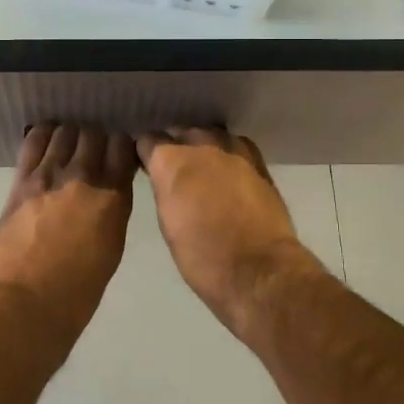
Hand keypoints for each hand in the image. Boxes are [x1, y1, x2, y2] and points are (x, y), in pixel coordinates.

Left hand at [0, 124, 136, 323]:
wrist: (28, 303)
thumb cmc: (78, 289)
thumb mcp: (112, 246)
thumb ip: (112, 209)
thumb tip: (109, 189)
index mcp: (113, 198)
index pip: (123, 147)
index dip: (120, 147)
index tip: (117, 155)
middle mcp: (85, 178)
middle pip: (94, 135)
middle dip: (95, 140)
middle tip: (90, 153)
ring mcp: (50, 176)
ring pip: (65, 132)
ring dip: (69, 137)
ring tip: (66, 148)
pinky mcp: (22, 181)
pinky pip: (33, 142)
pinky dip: (42, 135)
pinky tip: (45, 139)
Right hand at [136, 128, 324, 337]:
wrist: (258, 271)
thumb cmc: (202, 259)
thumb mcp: (168, 225)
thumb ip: (165, 191)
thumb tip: (166, 181)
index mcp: (171, 163)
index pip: (148, 140)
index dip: (145, 151)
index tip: (145, 162)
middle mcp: (201, 147)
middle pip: (181, 131)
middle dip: (175, 144)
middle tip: (174, 166)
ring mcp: (233, 152)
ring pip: (211, 134)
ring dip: (203, 145)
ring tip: (201, 164)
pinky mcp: (259, 163)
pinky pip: (237, 145)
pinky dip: (228, 152)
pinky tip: (228, 168)